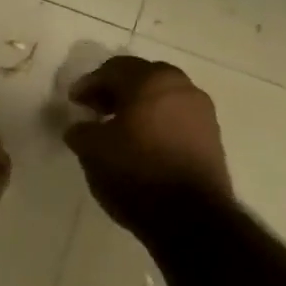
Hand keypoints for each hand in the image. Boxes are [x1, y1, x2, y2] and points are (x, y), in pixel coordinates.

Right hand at [64, 56, 232, 235]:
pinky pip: (176, 118)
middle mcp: (181, 87)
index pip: (114, 69)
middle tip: (95, 109)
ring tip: (117, 129)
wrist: (190, 217)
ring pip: (162, 97)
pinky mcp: (211, 136)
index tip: (73, 101)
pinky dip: (156, 122)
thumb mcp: (92, 151)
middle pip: (142, 78)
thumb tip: (80, 127)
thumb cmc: (136, 173)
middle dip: (115, 91)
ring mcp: (202, 111)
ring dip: (137, 106)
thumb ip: (81, 131)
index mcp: (151, 81)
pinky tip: (141, 144)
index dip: (89, 83)